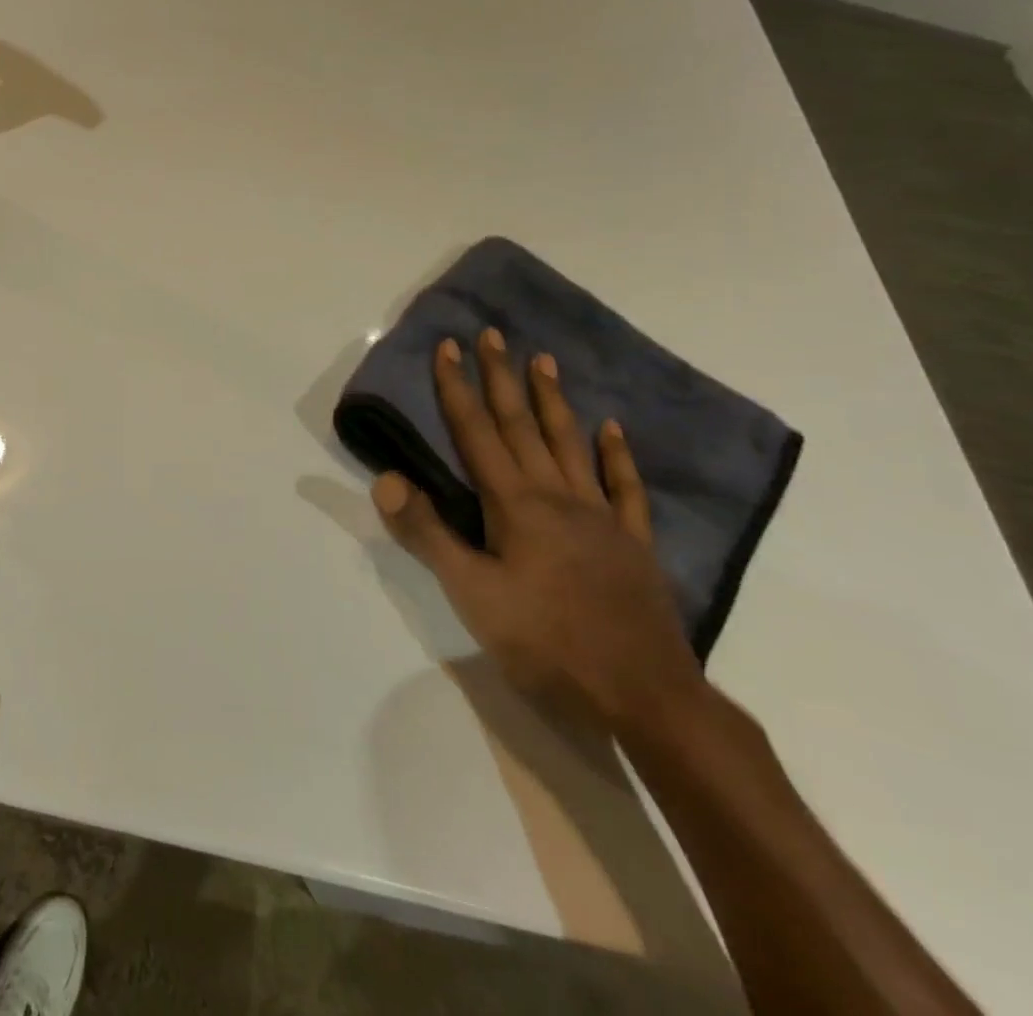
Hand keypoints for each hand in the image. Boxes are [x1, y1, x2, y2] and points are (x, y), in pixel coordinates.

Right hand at [369, 330, 705, 736]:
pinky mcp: (633, 543)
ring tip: (542, 360)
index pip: (476, 433)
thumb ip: (428, 533)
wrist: (645, 698)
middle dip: (501, 377)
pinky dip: (616, 455)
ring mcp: (601, 517)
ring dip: (552, 400)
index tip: (447, 346)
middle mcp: (557, 496)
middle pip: (522, 425)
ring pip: (569, 444)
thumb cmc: (546, 644)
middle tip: (492, 334)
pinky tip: (611, 429)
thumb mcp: (472, 594)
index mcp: (515, 505)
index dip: (456, 388)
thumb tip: (388, 479)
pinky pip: (625, 488)